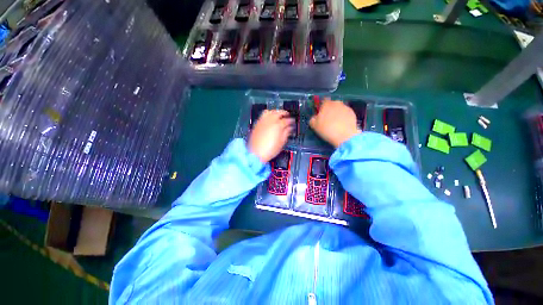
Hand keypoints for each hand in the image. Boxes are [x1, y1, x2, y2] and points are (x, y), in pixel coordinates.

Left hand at [248, 110, 293, 162]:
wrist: (256, 153)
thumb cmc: (270, 150)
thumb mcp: (281, 143)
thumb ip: (286, 133)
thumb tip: (289, 128)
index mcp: (278, 126)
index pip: (287, 120)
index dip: (291, 121)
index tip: (293, 121)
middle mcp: (270, 121)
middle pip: (278, 112)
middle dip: (284, 113)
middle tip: (287, 115)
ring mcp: (262, 121)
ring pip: (270, 111)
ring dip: (276, 111)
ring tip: (278, 114)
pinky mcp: (257, 124)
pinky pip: (263, 115)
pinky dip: (268, 114)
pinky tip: (270, 118)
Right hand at [309, 98, 360, 147]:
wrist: (344, 136)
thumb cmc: (327, 129)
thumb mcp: (314, 126)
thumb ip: (312, 119)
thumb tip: (314, 117)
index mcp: (326, 104)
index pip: (323, 101)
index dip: (322, 107)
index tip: (321, 113)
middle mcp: (337, 103)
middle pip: (332, 104)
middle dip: (330, 110)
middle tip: (328, 119)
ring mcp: (346, 107)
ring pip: (339, 109)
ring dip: (337, 113)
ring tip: (335, 123)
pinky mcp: (353, 113)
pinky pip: (346, 114)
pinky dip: (344, 117)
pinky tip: (342, 125)